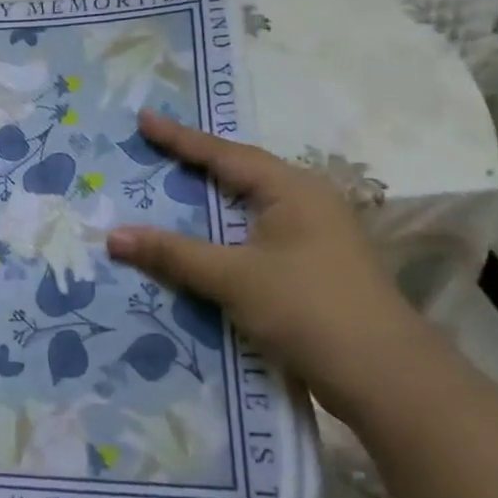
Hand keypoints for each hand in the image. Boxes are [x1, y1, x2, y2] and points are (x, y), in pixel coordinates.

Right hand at [105, 109, 447, 417]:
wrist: (386, 378)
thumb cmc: (307, 308)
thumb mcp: (233, 277)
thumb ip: (173, 254)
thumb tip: (111, 236)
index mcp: (292, 189)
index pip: (224, 154)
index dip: (179, 138)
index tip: (143, 119)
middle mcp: (306, 202)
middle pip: (239, 175)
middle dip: (195, 166)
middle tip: (151, 154)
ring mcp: (315, 236)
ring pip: (248, 209)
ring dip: (209, 206)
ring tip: (168, 194)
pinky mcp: (314, 268)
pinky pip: (256, 237)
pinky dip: (223, 237)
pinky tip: (201, 247)